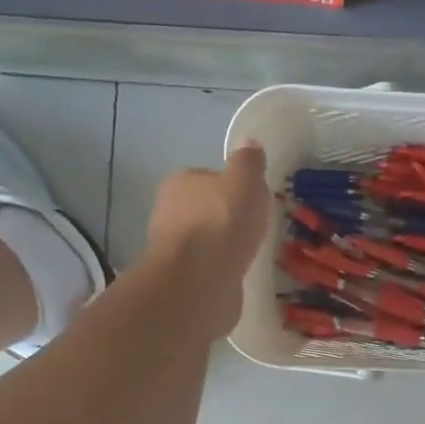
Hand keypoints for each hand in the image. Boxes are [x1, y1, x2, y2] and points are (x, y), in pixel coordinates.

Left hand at [145, 140, 270, 336]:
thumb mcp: (244, 181)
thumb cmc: (222, 222)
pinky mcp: (182, 279)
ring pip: (206, 241)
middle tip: (256, 228)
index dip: (233, 187)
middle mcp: (169, 212)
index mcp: (180, 182)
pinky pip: (208, 268)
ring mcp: (174, 248)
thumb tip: (249, 143)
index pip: (209, 178)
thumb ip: (248, 162)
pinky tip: (239, 275)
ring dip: (225, 246)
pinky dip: (222, 269)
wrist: (199, 280)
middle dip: (228, 218)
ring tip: (251, 253)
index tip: (254, 201)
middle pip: (206, 209)